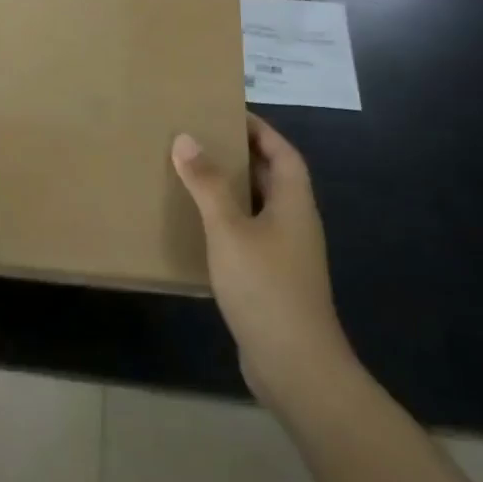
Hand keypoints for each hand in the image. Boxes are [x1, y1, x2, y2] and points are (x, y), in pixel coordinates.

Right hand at [173, 114, 361, 419]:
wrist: (296, 369)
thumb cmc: (266, 288)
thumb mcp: (229, 229)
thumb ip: (207, 183)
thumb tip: (186, 138)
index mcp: (293, 203)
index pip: (282, 152)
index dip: (259, 129)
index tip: (226, 112)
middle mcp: (295, 223)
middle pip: (271, 177)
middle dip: (240, 155)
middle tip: (200, 138)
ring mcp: (286, 255)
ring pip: (258, 208)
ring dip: (231, 189)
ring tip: (191, 174)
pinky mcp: (272, 280)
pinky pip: (249, 236)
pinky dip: (226, 223)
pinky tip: (197, 227)